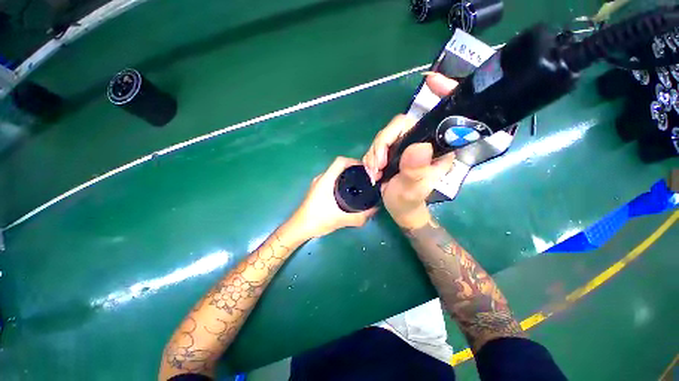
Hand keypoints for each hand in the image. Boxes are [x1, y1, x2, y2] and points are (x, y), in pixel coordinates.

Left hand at [291, 157, 376, 238]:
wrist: (299, 228)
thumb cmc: (317, 220)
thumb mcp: (341, 219)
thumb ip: (360, 216)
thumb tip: (375, 209)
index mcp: (326, 180)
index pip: (340, 161)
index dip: (354, 161)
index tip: (366, 169)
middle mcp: (321, 178)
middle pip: (339, 166)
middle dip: (353, 169)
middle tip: (365, 178)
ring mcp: (318, 184)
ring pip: (335, 173)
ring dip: (347, 176)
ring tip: (359, 184)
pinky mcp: (317, 190)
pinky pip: (332, 180)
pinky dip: (341, 182)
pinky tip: (347, 193)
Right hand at [363, 73, 458, 228]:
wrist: (399, 208)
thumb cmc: (409, 201)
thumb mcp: (412, 190)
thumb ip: (415, 171)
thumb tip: (418, 146)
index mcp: (436, 148)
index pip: (439, 117)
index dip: (441, 94)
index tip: (431, 80)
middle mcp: (421, 141)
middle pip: (398, 126)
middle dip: (382, 144)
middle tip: (376, 165)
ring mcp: (404, 145)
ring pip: (384, 136)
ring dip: (374, 153)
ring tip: (374, 172)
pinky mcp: (392, 150)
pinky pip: (377, 145)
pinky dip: (371, 157)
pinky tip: (372, 170)